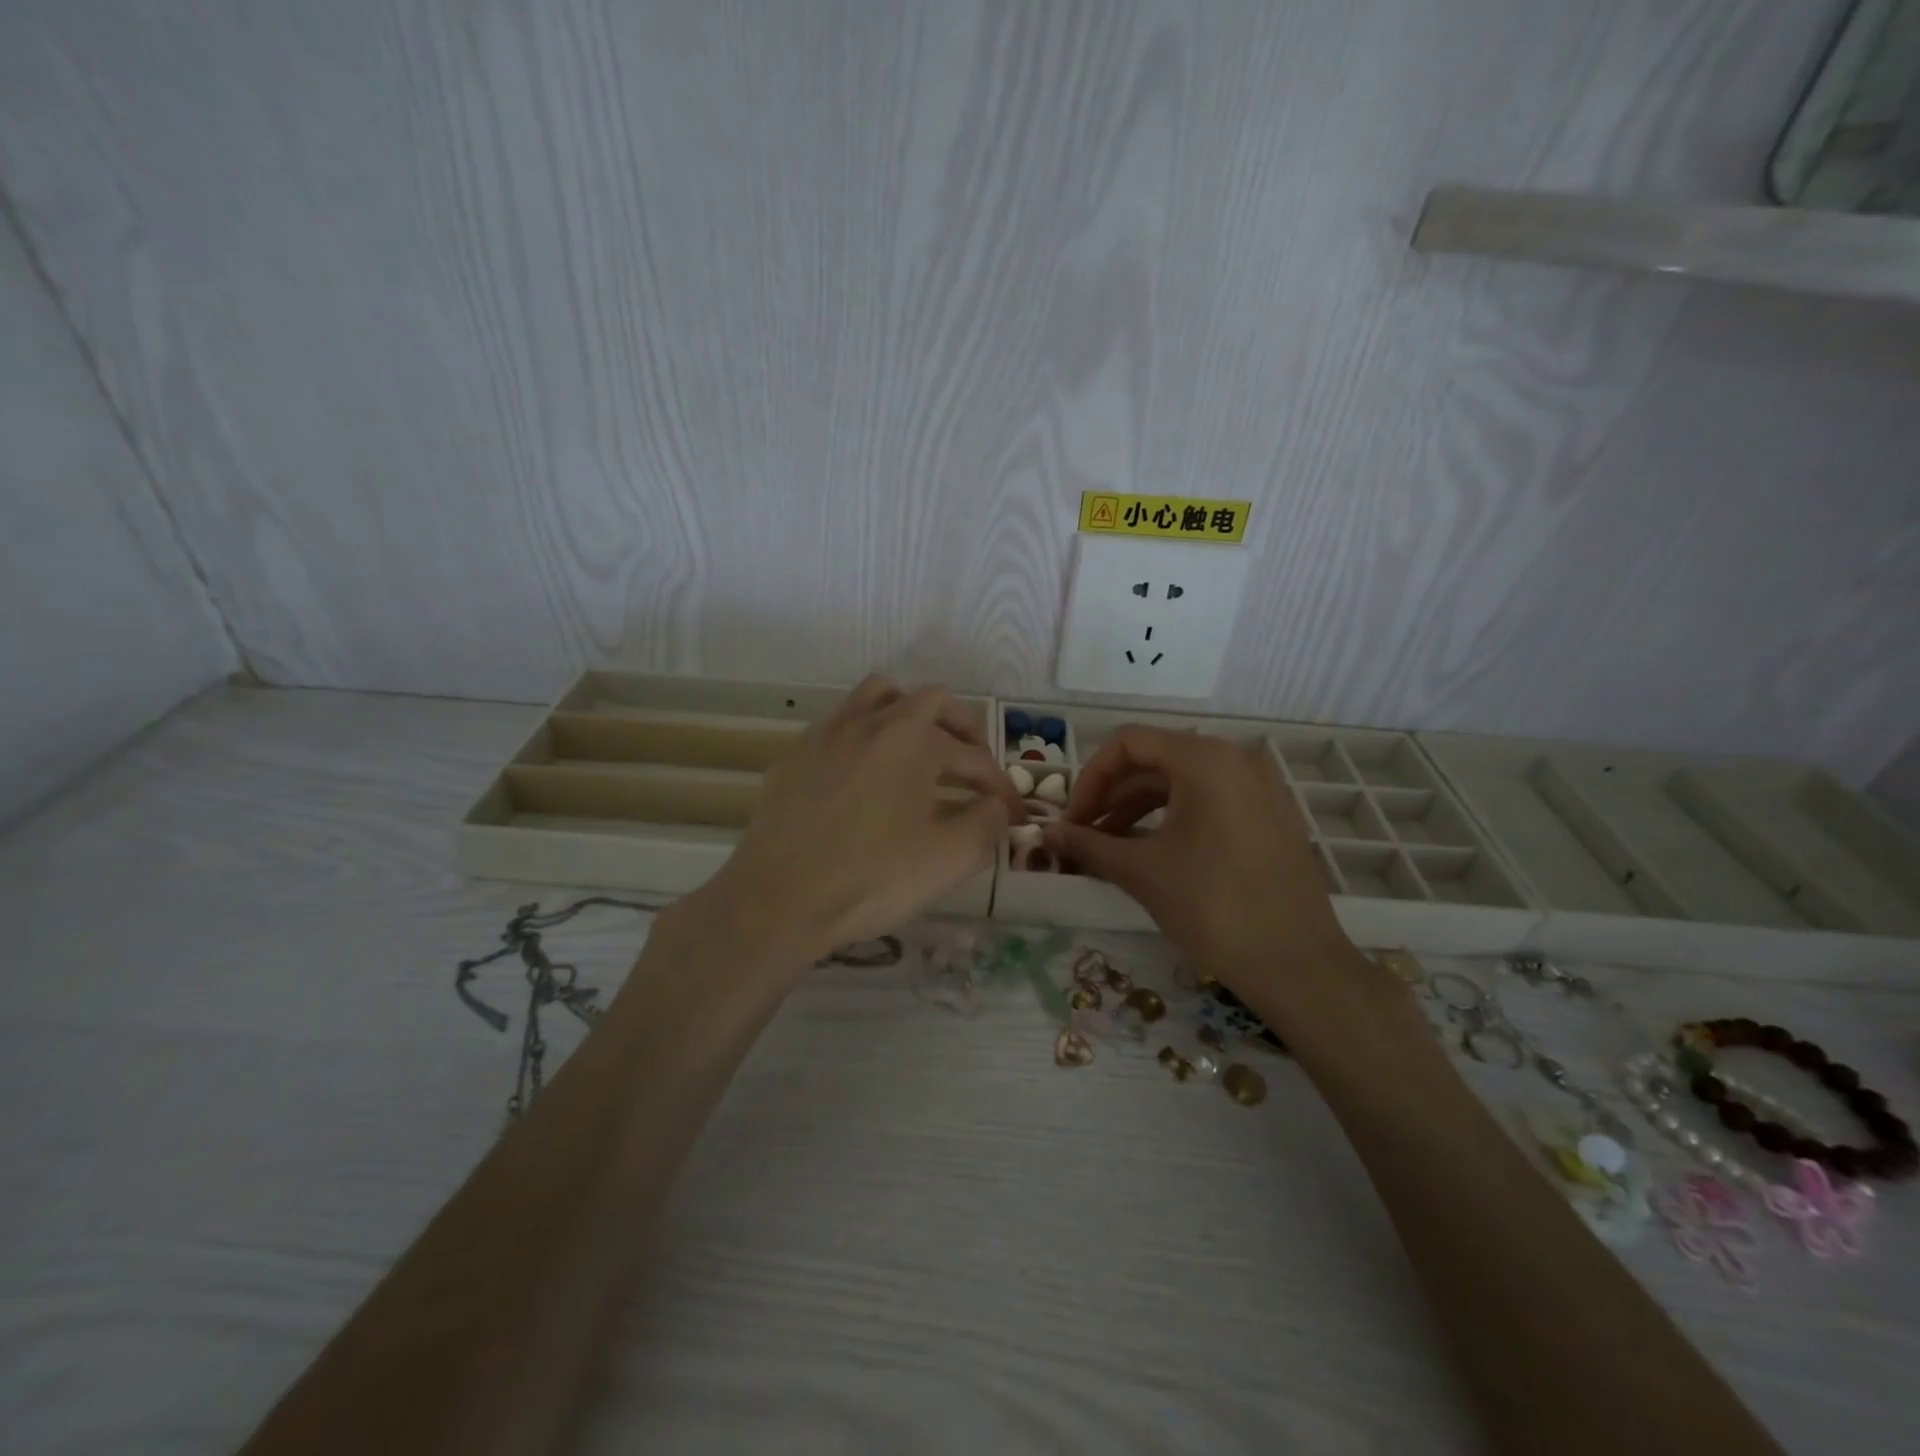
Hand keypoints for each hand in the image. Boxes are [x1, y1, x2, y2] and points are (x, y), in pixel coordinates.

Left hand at [696, 675, 1022, 965]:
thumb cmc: (873, 877)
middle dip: (961, 729)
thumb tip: (996, 805)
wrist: (780, 898)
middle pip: (930, 701)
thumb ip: (987, 823)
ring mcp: (828, 733)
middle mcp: (872, 722)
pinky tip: (863, 776)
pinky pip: (839, 726)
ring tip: (919, 750)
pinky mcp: (796, 755)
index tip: (1010, 813)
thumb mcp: (951, 858)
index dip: (999, 785)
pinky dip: (865, 738)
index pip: (973, 757)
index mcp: (915, 740)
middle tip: (970, 765)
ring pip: (878, 696)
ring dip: (909, 714)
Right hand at [1046, 726, 1356, 994]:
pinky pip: (1207, 799)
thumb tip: (1046, 835)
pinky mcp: (1267, 814)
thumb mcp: (1142, 872)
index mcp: (1205, 759)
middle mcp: (1234, 759)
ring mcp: (1257, 786)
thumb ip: (1089, 845)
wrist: (1296, 965)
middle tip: (1083, 835)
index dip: (1090, 778)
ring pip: (1180, 781)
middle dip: (1111, 795)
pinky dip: (1170, 817)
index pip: (1129, 743)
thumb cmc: (1213, 907)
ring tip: (1107, 846)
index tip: (1072, 820)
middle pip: (1155, 759)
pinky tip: (1148, 850)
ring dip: (1137, 808)